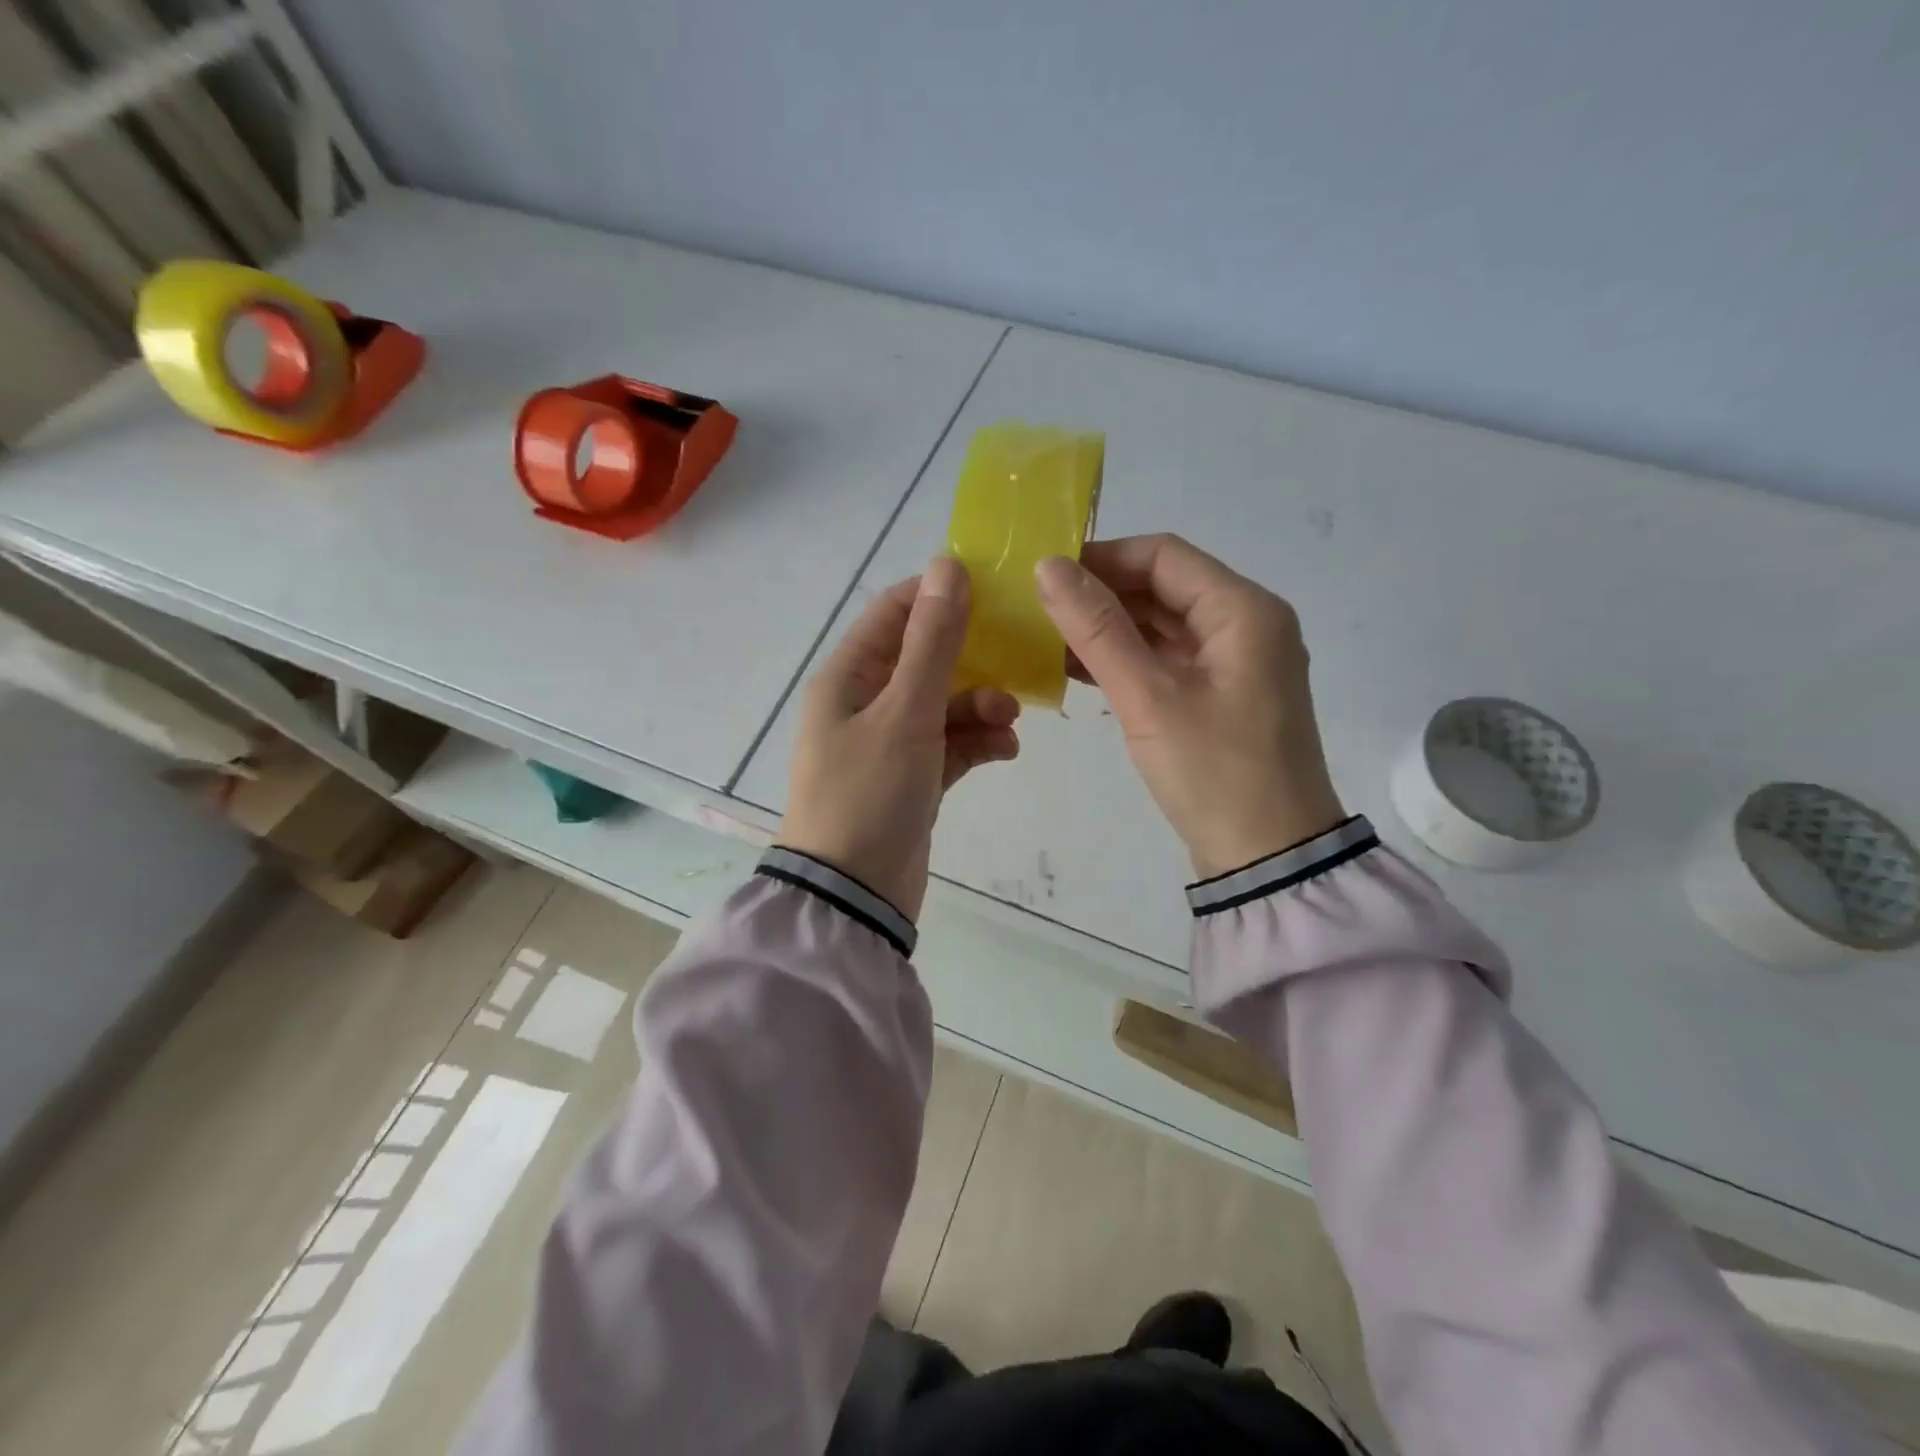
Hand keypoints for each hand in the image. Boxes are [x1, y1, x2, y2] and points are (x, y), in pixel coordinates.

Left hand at [781, 557, 1020, 920]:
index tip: (994, 592)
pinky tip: (1005, 751)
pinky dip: (977, 743)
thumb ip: (932, 642)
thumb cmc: (870, 794)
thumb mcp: (905, 712)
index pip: (893, 612)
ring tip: (1010, 722)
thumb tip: (947, 565)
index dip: (940, 595)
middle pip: (925, 658)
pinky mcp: (911, 778)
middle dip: (973, 660)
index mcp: (847, 677)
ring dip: (980, 705)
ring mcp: (887, 743)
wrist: (854, 896)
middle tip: (1017, 662)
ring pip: (943, 704)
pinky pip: (949, 745)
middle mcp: (863, 703)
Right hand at [1034, 533, 1344, 878]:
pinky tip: (1078, 669)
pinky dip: (1126, 660)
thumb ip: (1098, 629)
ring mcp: (1235, 663)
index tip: (1045, 573)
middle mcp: (1246, 625)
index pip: (1164, 555)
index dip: (1102, 557)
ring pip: (1163, 625)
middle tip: (1038, 608)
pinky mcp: (1221, 697)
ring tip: (1047, 638)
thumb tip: (1047, 567)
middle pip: (1164, 587)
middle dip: (1102, 594)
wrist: (1269, 860)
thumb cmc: (1214, 773)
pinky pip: (1167, 660)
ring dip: (1110, 628)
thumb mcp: (1149, 697)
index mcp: (1244, 611)